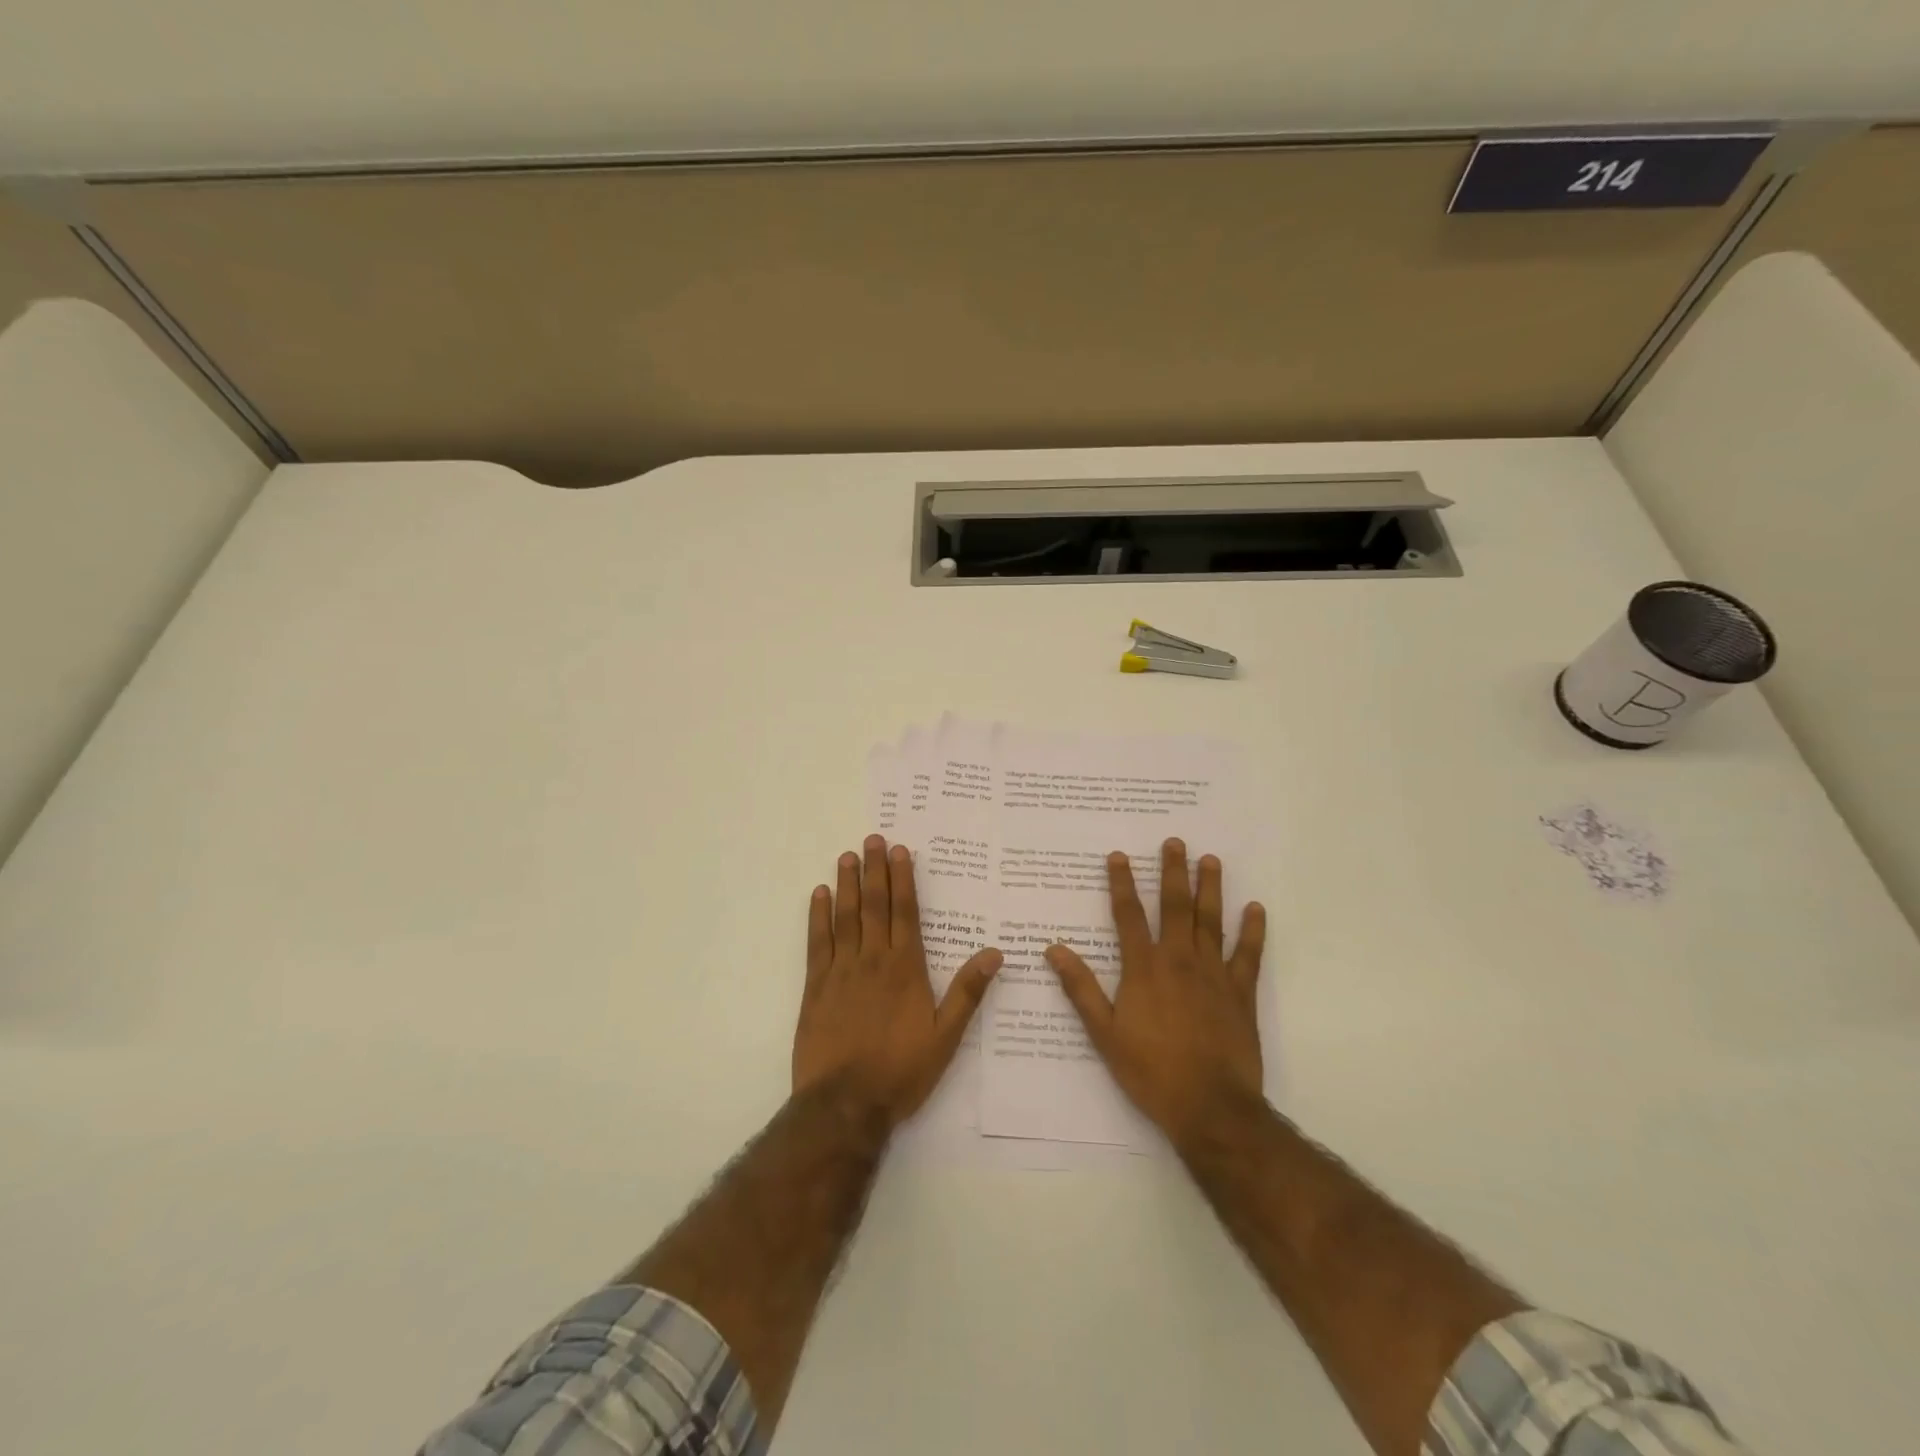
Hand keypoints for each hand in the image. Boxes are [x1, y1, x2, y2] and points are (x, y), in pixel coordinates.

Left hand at [793, 834, 1002, 1127]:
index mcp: (905, 968)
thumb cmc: (900, 1071)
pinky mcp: (815, 986)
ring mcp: (841, 970)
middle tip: (872, 839)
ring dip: (846, 884)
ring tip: (847, 855)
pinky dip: (817, 916)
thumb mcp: (946, 1037)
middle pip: (874, 905)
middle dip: (874, 870)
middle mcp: (873, 960)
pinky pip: (817, 942)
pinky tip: (818, 895)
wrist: (845, 1104)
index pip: (905, 912)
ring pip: (845, 916)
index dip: (903, 880)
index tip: (900, 851)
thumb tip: (995, 953)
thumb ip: (967, 992)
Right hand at [1045, 839, 1266, 1148]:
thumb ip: (1082, 989)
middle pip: (1174, 906)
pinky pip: (1248, 954)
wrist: (1211, 1107)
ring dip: (1210, 888)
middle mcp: (1179, 960)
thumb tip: (1054, 949)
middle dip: (1172, 871)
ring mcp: (1214, 974)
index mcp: (1144, 969)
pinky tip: (1255, 908)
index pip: (1129, 915)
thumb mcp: (1105, 1034)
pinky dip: (1252, 930)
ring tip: (1210, 860)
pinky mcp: (1241, 992)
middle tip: (1175, 842)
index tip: (1119, 856)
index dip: (1122, 883)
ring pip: (1211, 921)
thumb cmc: (1151, 1071)